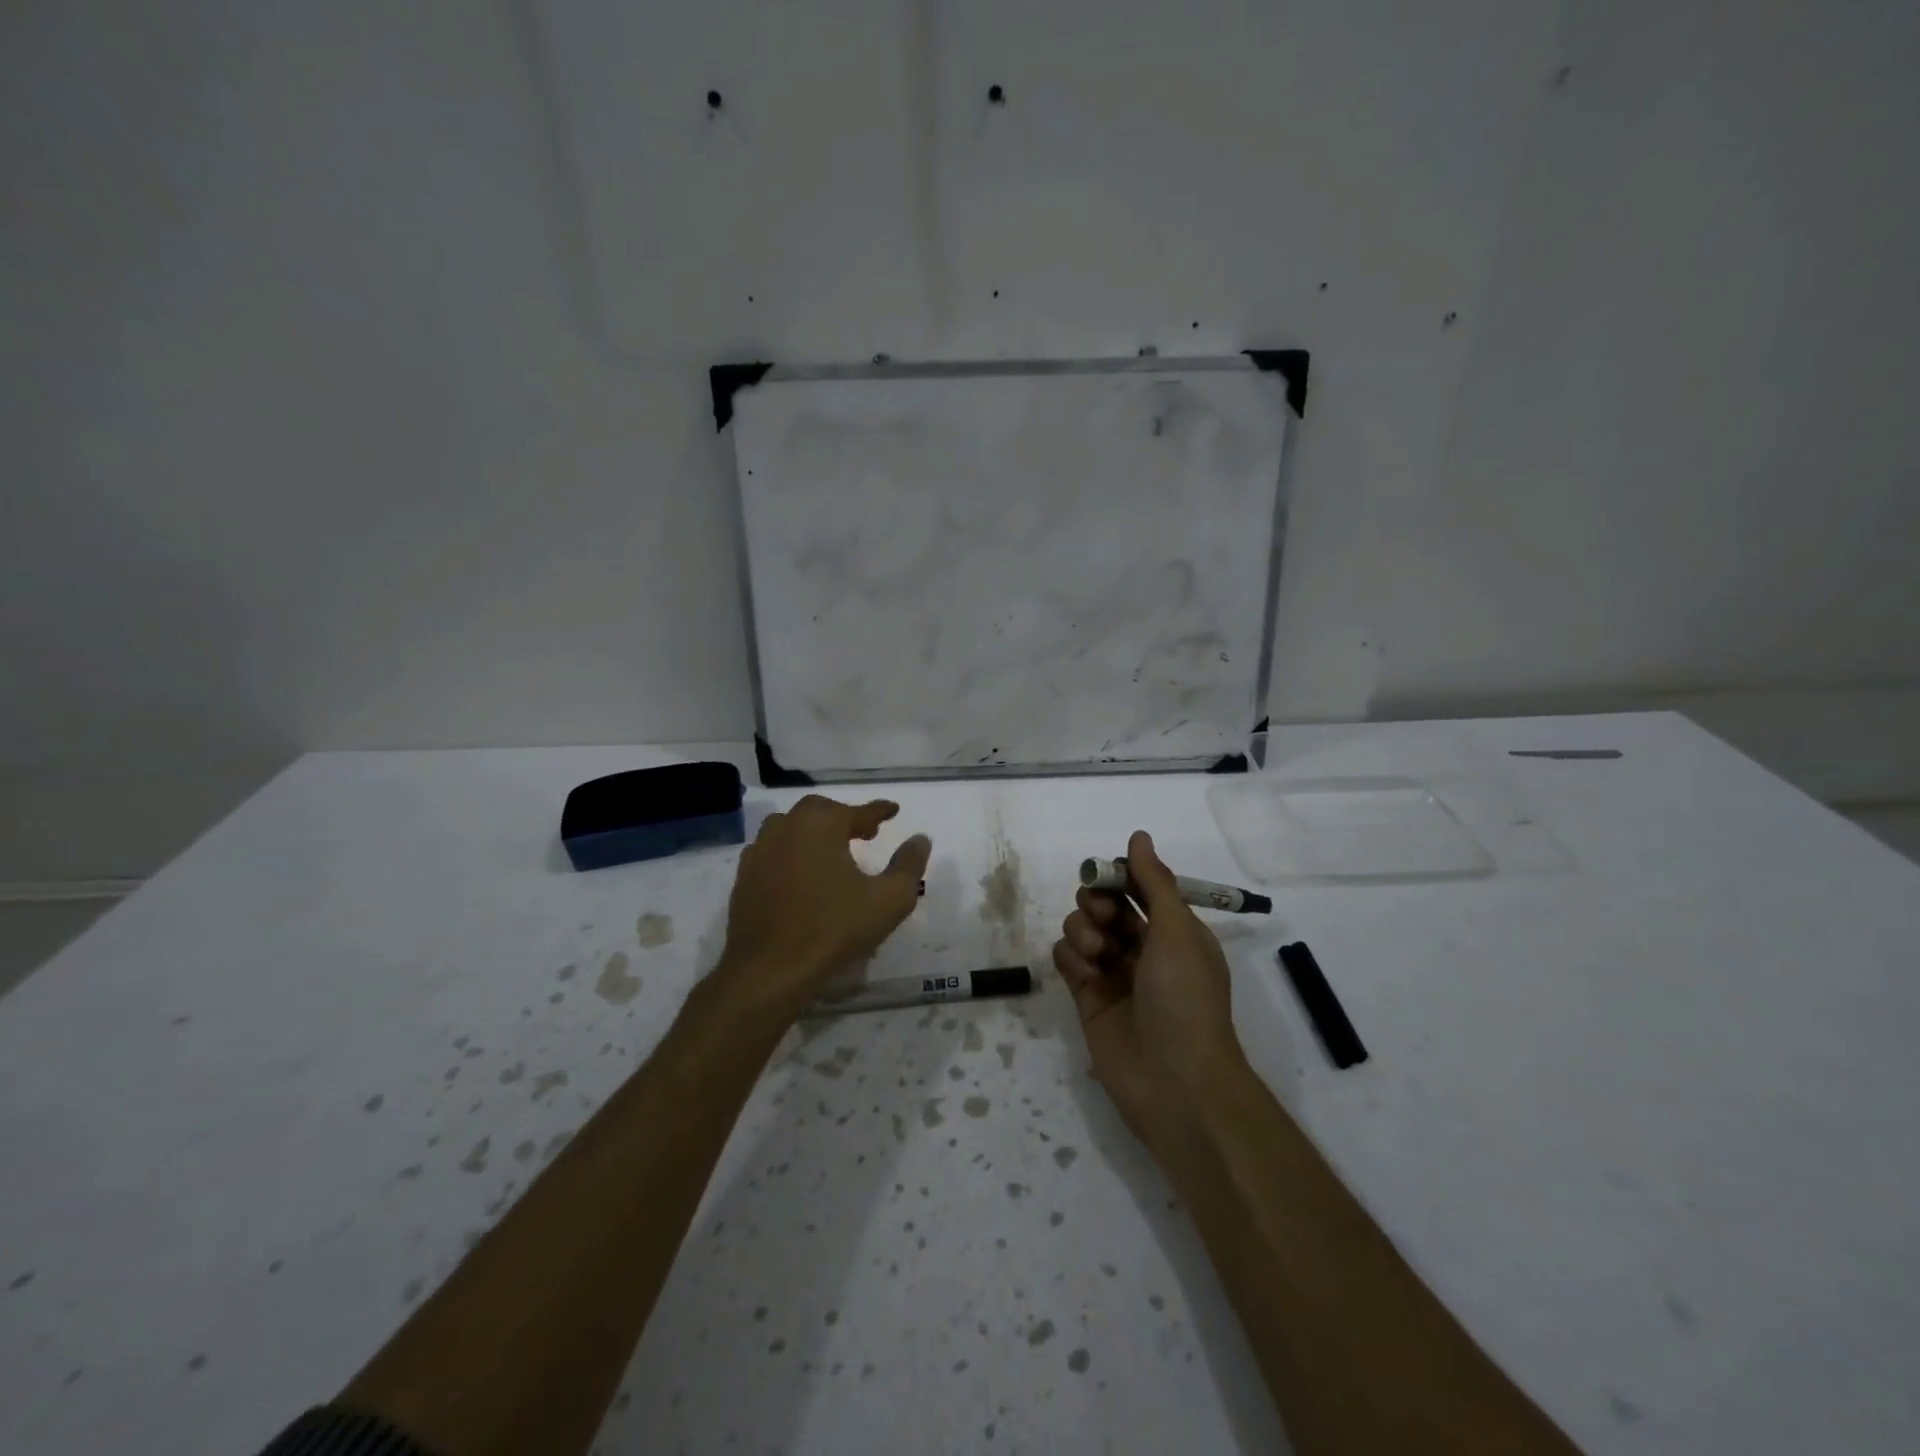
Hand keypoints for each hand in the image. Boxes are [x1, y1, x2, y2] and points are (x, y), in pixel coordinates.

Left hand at [718, 795, 932, 1018]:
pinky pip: (771, 850)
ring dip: (813, 830)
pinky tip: (799, 870)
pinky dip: (790, 850)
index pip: (858, 810)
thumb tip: (920, 839)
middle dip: (844, 817)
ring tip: (831, 848)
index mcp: (821, 825)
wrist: (770, 969)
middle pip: (820, 810)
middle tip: (865, 832)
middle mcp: (787, 827)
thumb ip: (909, 865)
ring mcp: (760, 850)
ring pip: (790, 826)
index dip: (879, 811)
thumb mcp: (888, 900)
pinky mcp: (744, 876)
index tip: (893, 811)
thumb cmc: (834, 929)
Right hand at [1052, 830, 1248, 1146]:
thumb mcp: (1177, 931)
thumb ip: (1153, 882)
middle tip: (1099, 912)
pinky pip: (1067, 959)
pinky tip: (1085, 974)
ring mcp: (1113, 973)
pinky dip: (1071, 959)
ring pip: (1082, 928)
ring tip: (1096, 954)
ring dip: (1082, 929)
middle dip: (1096, 900)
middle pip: (1105, 904)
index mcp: (1173, 931)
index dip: (1119, 876)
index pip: (1139, 887)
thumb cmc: (1185, 998)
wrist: (1175, 1081)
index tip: (1106, 875)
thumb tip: (1138, 836)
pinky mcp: (1087, 997)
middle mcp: (1143, 948)